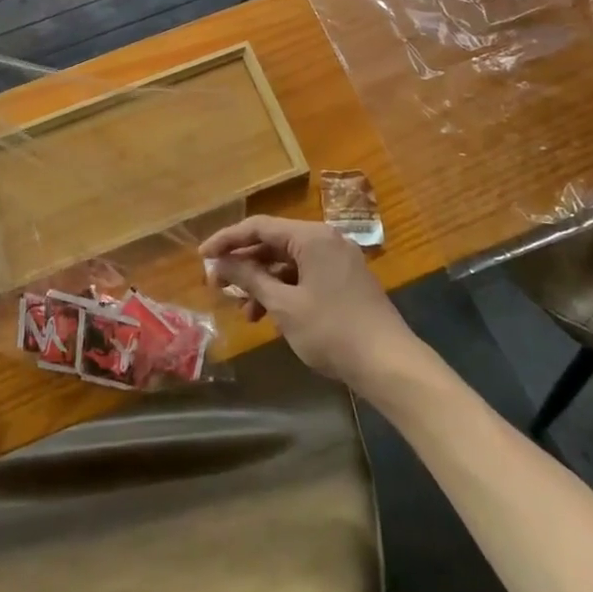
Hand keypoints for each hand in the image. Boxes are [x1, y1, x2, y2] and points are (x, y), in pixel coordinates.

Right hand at [199, 216, 419, 389]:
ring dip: (264, 282)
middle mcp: (325, 239)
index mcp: (311, 236)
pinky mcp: (345, 280)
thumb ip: (250, 278)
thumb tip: (219, 263)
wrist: (390, 364)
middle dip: (245, 265)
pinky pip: (306, 275)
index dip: (227, 240)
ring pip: (289, 262)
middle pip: (274, 243)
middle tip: (218, 286)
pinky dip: (285, 290)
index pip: (258, 227)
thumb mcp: (284, 306)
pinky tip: (272, 317)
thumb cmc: (332, 331)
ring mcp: (338, 259)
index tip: (202, 257)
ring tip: (246, 313)